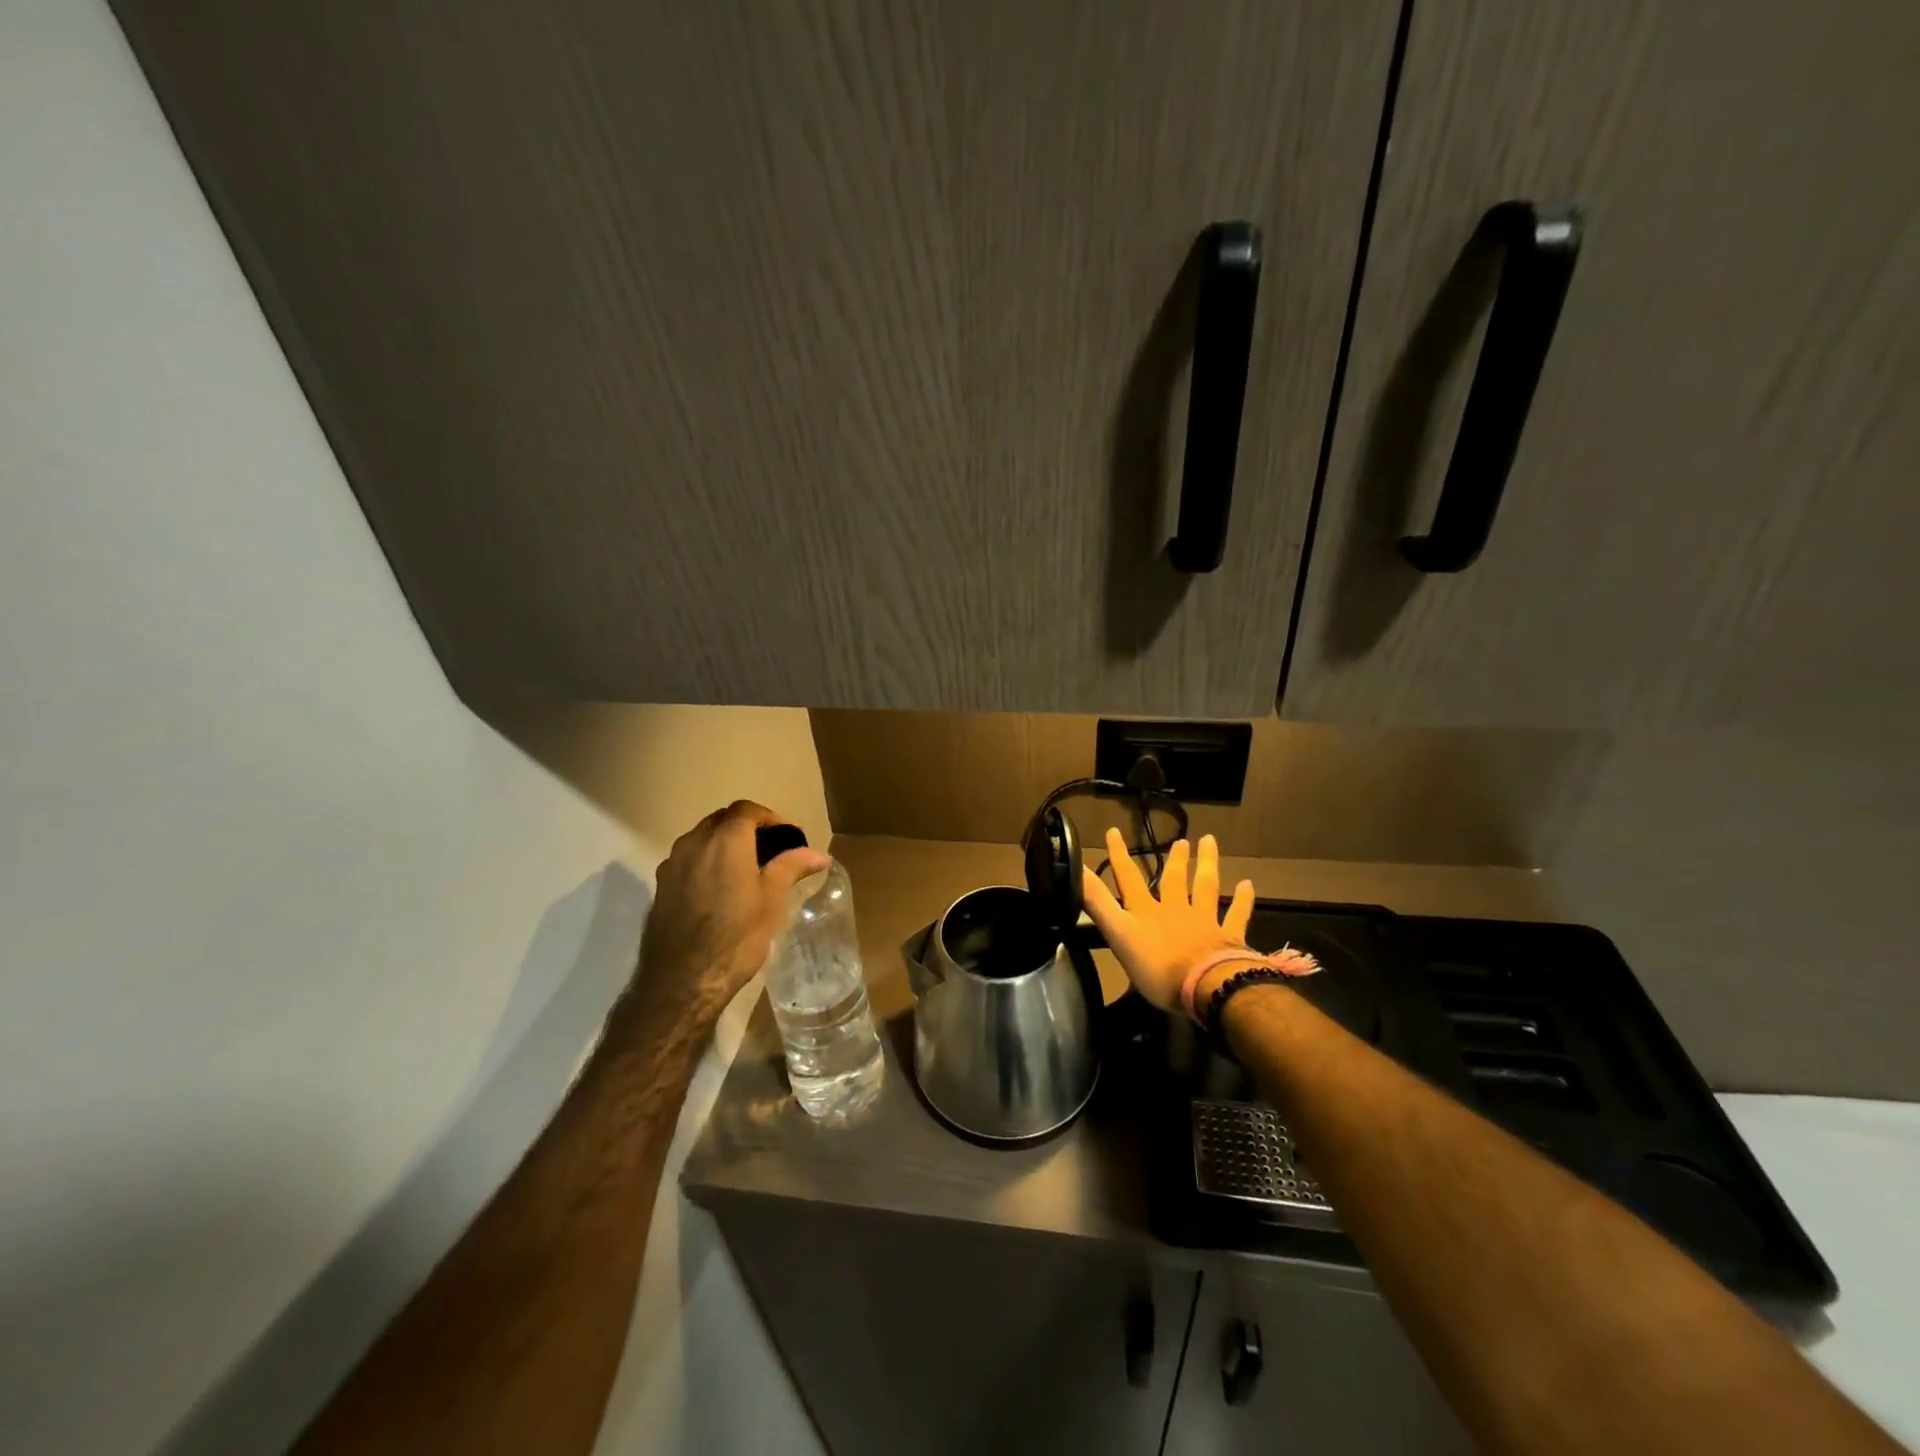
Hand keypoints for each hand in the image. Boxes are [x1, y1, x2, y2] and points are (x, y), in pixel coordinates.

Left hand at [632, 801, 829, 1030]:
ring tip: (746, 871)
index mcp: (725, 841)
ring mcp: (672, 865)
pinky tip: (720, 891)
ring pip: (702, 839)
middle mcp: (694, 843)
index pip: (747, 810)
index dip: (770, 818)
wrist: (682, 982)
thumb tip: (818, 854)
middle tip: (771, 852)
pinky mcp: (660, 887)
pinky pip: (688, 861)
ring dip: (724, 845)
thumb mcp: (772, 900)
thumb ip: (792, 867)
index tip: (788, 838)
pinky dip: (707, 863)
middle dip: (747, 828)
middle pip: (722, 820)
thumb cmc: (735, 937)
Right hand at [1082, 829, 1257, 1013]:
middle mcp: (1175, 910)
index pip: (1128, 878)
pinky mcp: (1229, 937)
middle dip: (1174, 859)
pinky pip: (1236, 914)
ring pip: (1205, 887)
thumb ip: (1098, 903)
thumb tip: (1075, 870)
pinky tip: (1247, 885)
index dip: (1118, 855)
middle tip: (1180, 840)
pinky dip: (1242, 900)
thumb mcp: (1118, 934)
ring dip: (1206, 864)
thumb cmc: (1158, 967)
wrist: (1208, 986)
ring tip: (1209, 842)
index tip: (1113, 831)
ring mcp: (1204, 921)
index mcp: (1146, 912)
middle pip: (1173, 879)